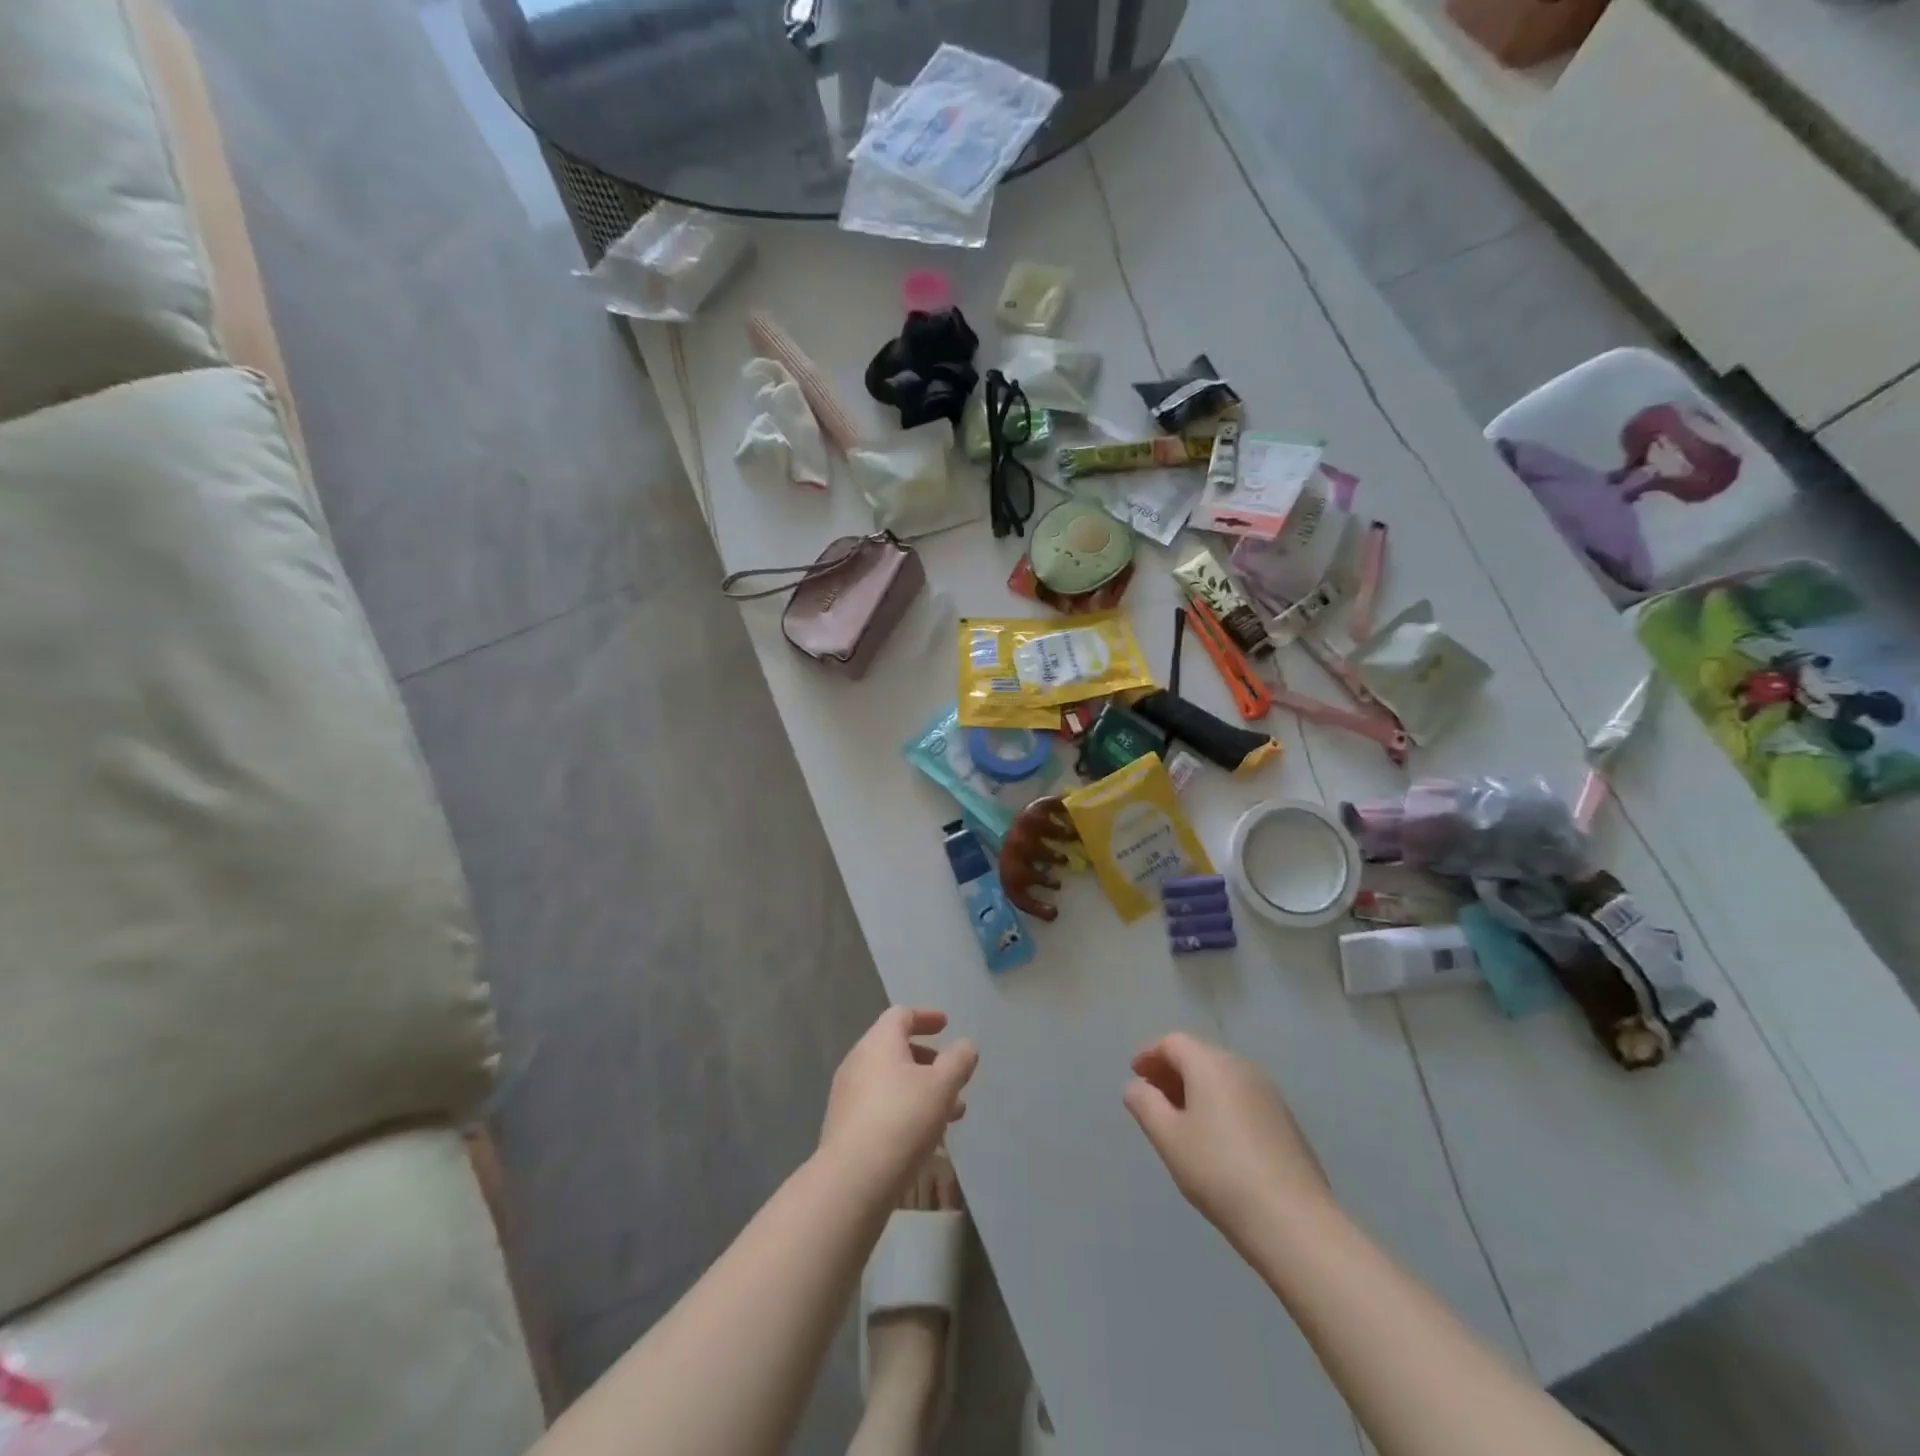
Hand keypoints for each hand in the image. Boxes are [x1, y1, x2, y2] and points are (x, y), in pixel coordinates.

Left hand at [820, 1009, 977, 1193]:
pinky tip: (924, 1136)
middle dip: (928, 1061)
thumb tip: (965, 1045)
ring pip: (890, 1081)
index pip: (901, 1015)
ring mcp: (847, 1095)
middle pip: (896, 1049)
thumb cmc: (902, 1120)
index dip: (926, 1017)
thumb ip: (958, 1061)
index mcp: (879, 1042)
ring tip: (951, 1115)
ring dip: (921, 1090)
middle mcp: (858, 1061)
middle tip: (953, 1076)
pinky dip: (904, 1109)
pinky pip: (880, 1106)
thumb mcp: (942, 1086)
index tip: (946, 1025)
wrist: (852, 1179)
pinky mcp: (845, 1127)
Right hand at [1123, 1032, 1332, 1238]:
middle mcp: (1242, 1067)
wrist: (1293, 1220)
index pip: (1173, 1042)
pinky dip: (1220, 1104)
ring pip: (1223, 1077)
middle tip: (1153, 1097)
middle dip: (1172, 1071)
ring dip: (1197, 1088)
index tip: (1135, 1075)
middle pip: (1200, 1055)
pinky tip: (1216, 1139)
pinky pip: (1242, 1097)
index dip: (1150, 1054)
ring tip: (1181, 1120)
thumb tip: (1135, 1085)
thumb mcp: (1168, 1138)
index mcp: (1211, 1064)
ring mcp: (1269, 1094)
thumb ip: (1145, 1104)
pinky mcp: (1285, 1121)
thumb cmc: (1219, 1171)